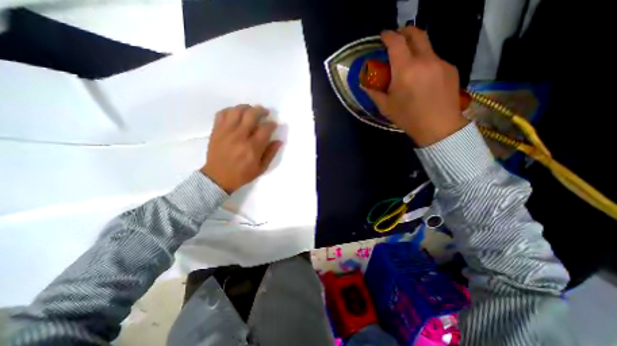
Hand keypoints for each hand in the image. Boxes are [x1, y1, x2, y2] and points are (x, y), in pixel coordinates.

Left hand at [200, 104, 280, 193]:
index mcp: (252, 147)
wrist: (217, 178)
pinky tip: (236, 113)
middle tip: (265, 112)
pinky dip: (230, 110)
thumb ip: (271, 153)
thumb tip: (279, 141)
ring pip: (237, 110)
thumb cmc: (242, 175)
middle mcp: (240, 136)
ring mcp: (226, 132)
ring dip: (247, 107)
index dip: (272, 124)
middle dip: (261, 111)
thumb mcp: (261, 168)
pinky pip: (222, 113)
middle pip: (251, 115)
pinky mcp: (216, 130)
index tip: (274, 124)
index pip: (265, 129)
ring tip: (251, 110)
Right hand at [363, 26, 467, 145]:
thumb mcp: (386, 106)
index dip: (388, 35)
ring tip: (408, 64)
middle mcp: (425, 59)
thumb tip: (364, 84)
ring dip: (415, 49)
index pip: (396, 42)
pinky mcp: (450, 68)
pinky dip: (425, 62)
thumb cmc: (408, 117)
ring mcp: (441, 62)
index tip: (382, 36)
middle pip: (416, 34)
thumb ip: (374, 92)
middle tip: (396, 40)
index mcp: (406, 69)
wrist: (438, 127)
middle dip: (404, 32)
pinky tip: (422, 78)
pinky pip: (435, 59)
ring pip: (427, 46)